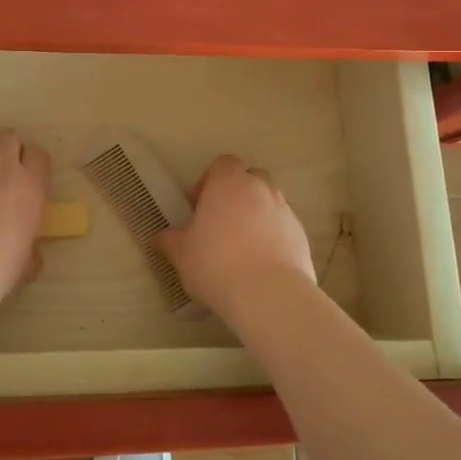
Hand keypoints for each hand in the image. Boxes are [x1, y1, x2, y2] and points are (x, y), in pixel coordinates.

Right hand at [155, 155, 315, 321]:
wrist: (268, 294)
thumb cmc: (216, 264)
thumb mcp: (181, 254)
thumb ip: (169, 241)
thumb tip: (158, 238)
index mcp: (229, 183)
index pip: (222, 164)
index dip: (209, 181)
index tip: (200, 207)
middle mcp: (260, 188)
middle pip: (249, 179)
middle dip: (236, 195)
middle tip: (220, 224)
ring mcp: (285, 211)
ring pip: (268, 204)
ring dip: (256, 217)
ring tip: (241, 249)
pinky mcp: (301, 236)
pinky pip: (283, 229)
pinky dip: (273, 239)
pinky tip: (260, 266)